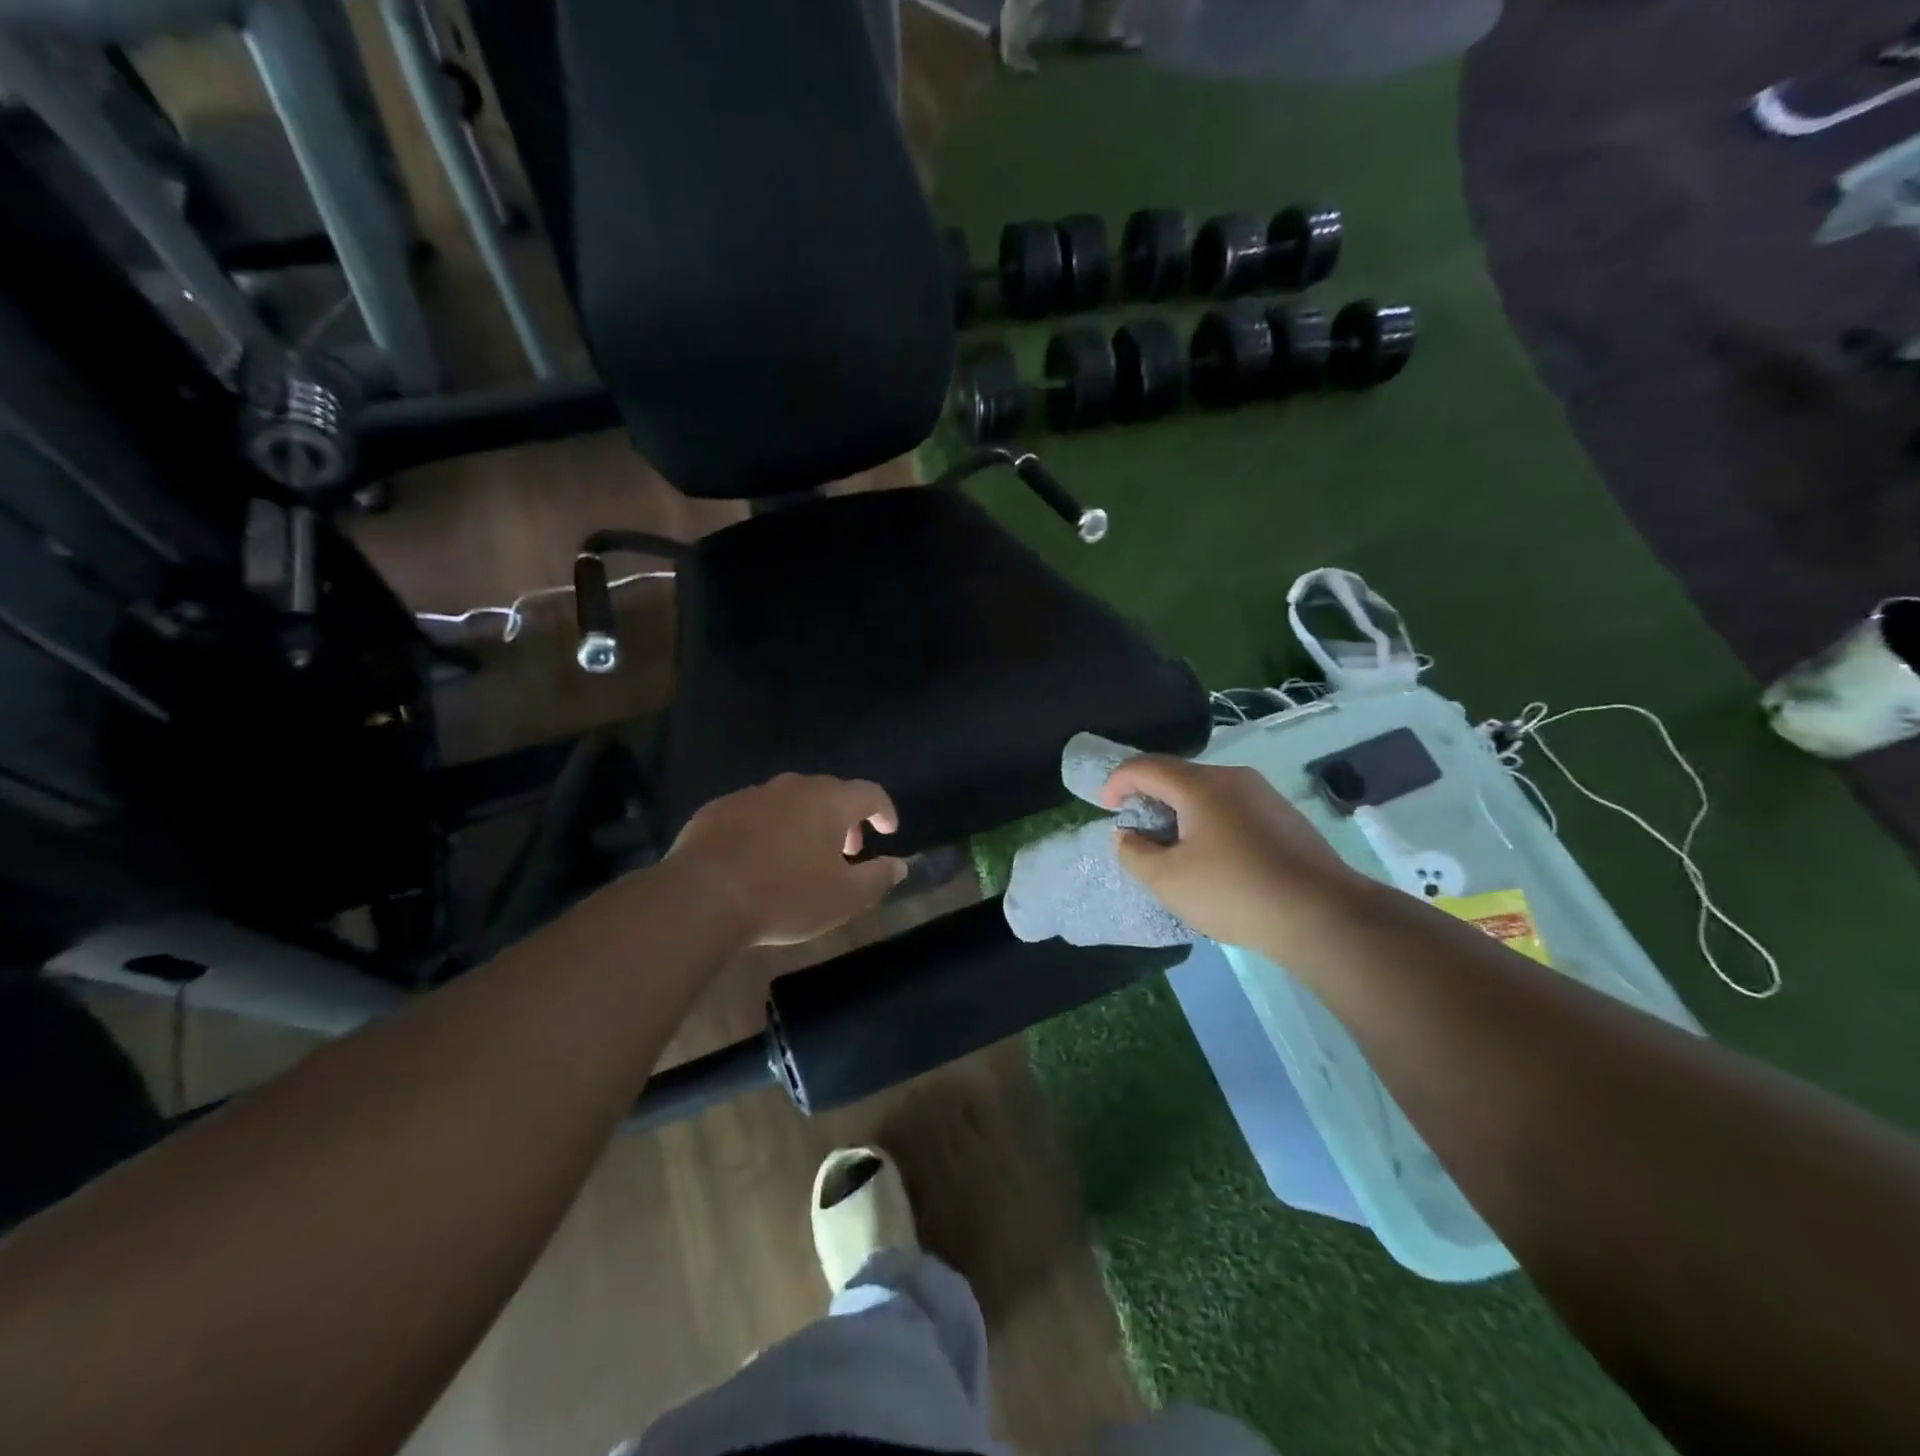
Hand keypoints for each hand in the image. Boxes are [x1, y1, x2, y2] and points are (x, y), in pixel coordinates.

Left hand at [666, 774, 908, 945]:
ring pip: (790, 801)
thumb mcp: (844, 898)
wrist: (702, 898)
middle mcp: (792, 787)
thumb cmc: (785, 895)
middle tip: (846, 850)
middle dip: (844, 819)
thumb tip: (900, 865)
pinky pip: (755, 813)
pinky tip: (759, 857)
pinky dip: (768, 828)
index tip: (888, 830)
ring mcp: (751, 795)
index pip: (869, 792)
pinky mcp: (717, 810)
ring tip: (802, 856)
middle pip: (829, 793)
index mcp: (828, 802)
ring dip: (805, 822)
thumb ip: (878, 878)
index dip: (884, 809)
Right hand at [1102, 756, 1356, 949]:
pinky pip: (1233, 809)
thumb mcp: (1167, 880)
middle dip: (1149, 798)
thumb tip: (1128, 835)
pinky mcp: (1285, 817)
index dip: (1117, 781)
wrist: (1323, 915)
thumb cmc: (1234, 892)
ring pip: (1208, 793)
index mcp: (1200, 785)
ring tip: (1174, 849)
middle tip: (1138, 832)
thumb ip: (1134, 853)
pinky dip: (1209, 823)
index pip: (1145, 766)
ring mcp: (1264, 796)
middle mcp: (1233, 778)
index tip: (1106, 807)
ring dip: (1181, 812)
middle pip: (1178, 776)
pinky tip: (1215, 859)